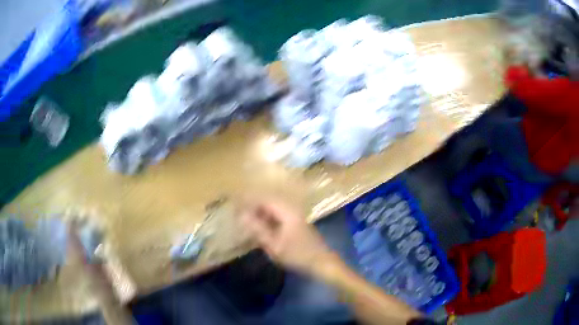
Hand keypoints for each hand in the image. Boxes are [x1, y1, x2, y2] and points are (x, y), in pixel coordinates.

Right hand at [241, 199, 333, 273]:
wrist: (321, 262)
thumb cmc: (298, 255)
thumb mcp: (274, 245)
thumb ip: (258, 229)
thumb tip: (242, 216)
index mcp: (286, 211)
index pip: (263, 199)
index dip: (248, 201)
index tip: (234, 205)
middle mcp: (291, 208)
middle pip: (267, 202)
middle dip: (252, 206)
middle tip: (237, 214)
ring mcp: (294, 215)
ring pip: (272, 208)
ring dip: (259, 213)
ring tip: (245, 220)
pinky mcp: (295, 222)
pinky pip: (277, 215)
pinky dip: (266, 219)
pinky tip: (259, 227)